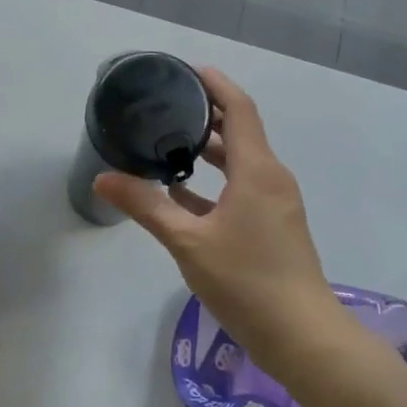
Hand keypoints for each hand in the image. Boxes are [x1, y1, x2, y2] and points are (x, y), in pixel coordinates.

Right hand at [94, 68, 336, 371]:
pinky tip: (181, 194)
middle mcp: (271, 179)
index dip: (216, 84)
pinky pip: (241, 190)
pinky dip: (214, 183)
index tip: (187, 69)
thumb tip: (103, 178)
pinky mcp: (273, 227)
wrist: (302, 337)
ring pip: (240, 163)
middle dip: (207, 114)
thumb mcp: (188, 242)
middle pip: (241, 131)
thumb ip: (146, 206)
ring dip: (209, 149)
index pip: (240, 109)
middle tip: (167, 103)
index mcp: (258, 171)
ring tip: (168, 140)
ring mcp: (275, 204)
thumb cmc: (247, 281)